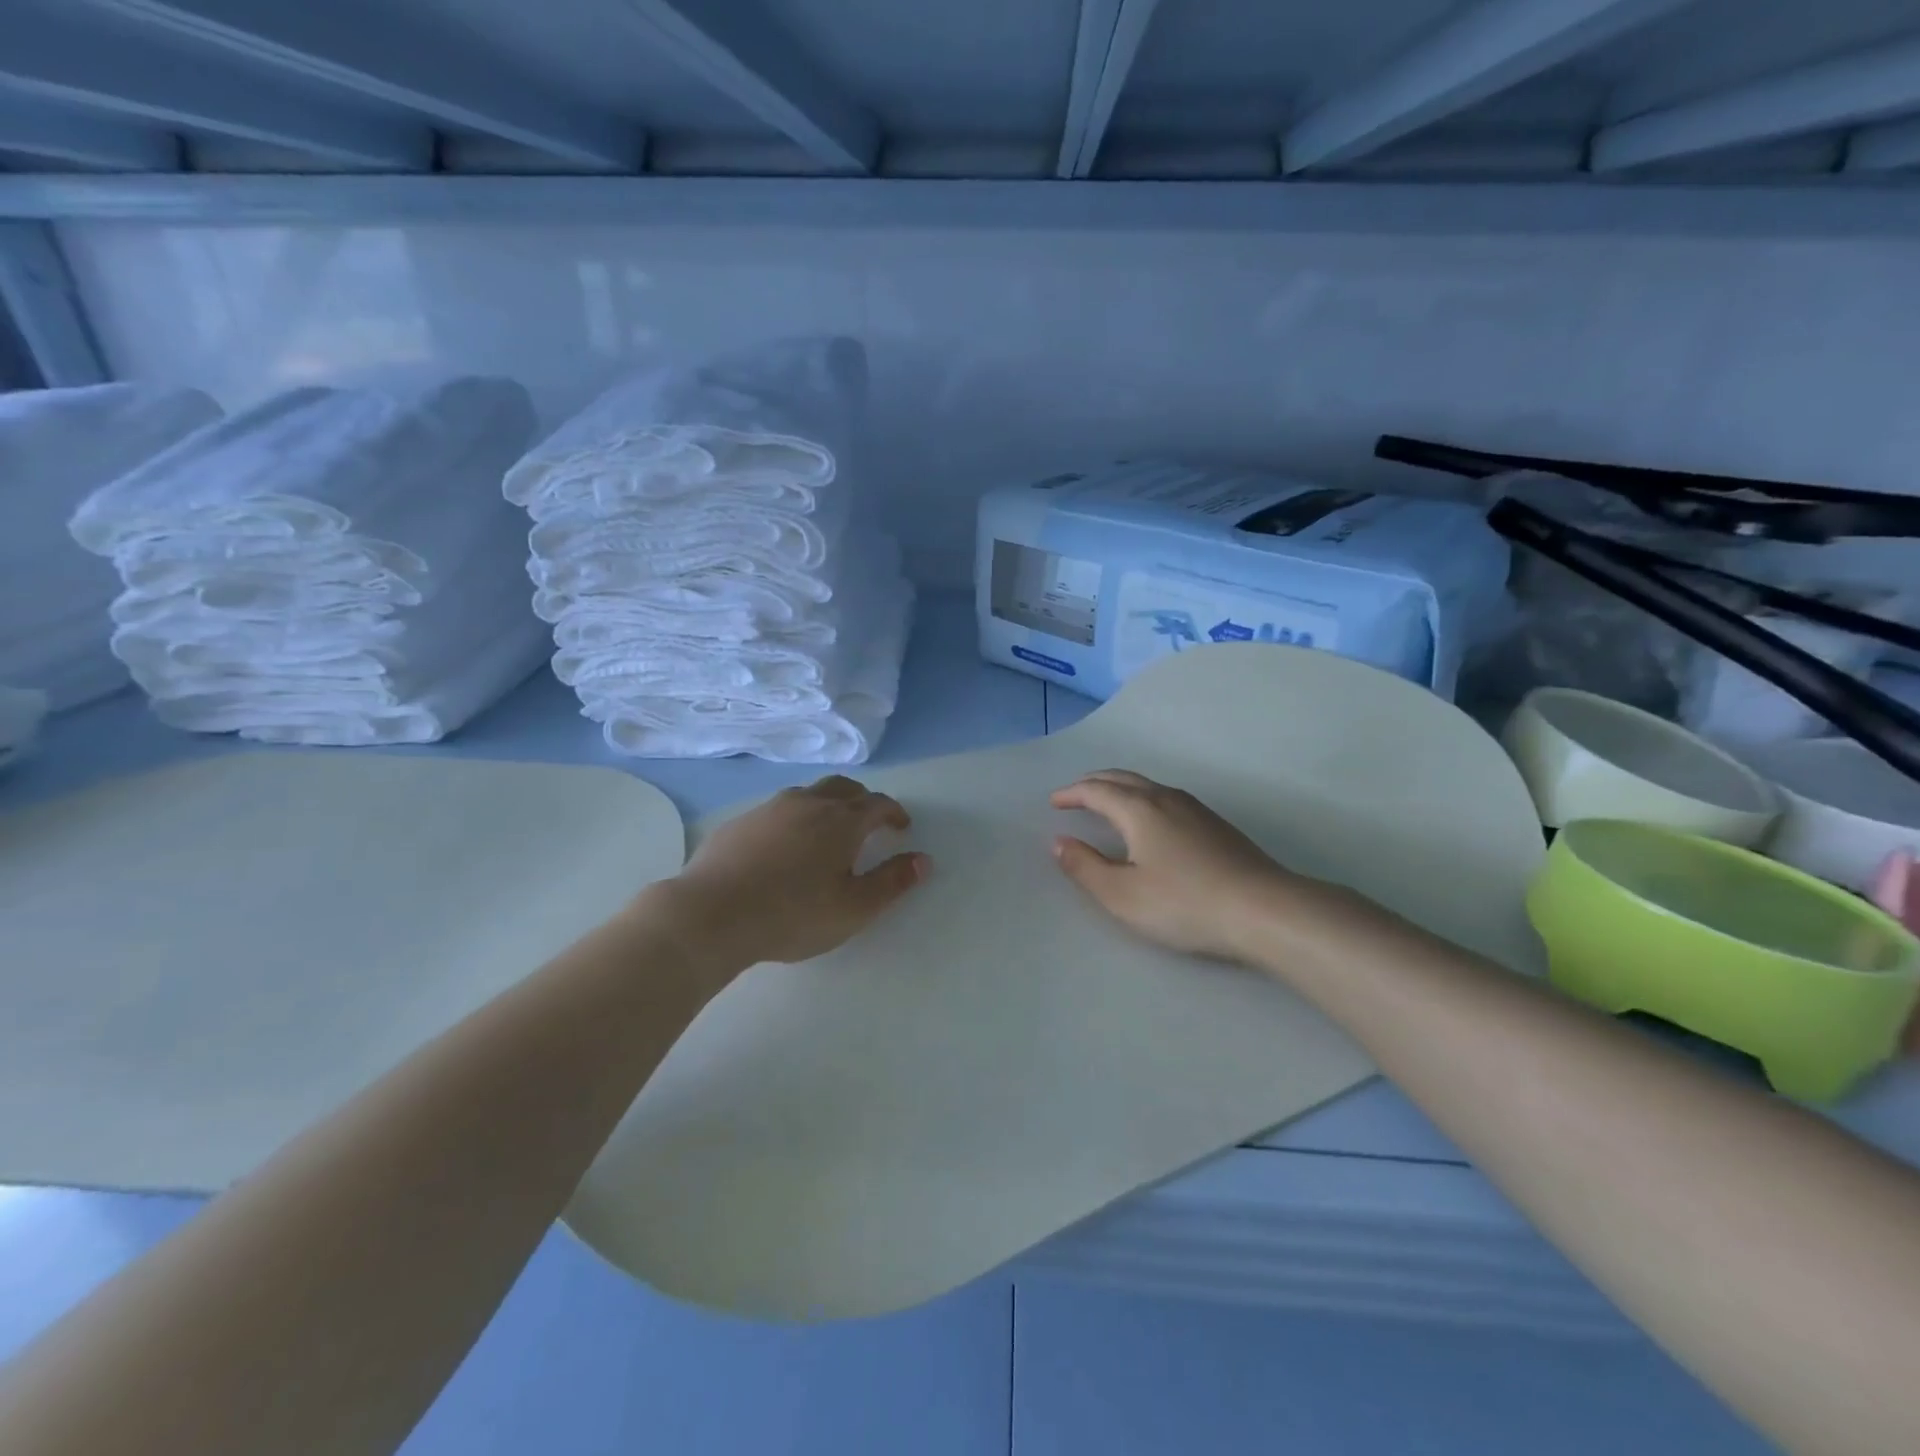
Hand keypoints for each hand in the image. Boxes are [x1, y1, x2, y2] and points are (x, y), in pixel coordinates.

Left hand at [655, 775, 929, 968]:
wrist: (712, 914)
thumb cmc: (793, 914)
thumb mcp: (854, 908)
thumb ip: (892, 882)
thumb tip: (923, 860)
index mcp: (841, 821)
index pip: (877, 804)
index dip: (894, 813)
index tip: (901, 827)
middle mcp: (808, 803)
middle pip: (843, 788)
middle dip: (862, 800)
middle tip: (869, 821)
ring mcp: (770, 809)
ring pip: (808, 794)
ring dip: (826, 804)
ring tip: (827, 830)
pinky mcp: (740, 822)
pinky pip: (778, 810)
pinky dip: (794, 818)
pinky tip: (783, 845)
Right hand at [1050, 769, 1357, 964]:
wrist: (1264, 910)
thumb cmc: (1184, 903)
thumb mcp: (1122, 895)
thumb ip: (1085, 867)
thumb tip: (1060, 842)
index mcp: (1139, 809)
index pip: (1096, 791)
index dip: (1072, 794)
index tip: (1054, 802)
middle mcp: (1166, 798)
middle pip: (1123, 778)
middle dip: (1094, 783)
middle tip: (1075, 794)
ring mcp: (1195, 809)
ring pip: (1148, 785)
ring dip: (1120, 788)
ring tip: (1107, 802)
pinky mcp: (1216, 824)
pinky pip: (1166, 797)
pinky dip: (1143, 798)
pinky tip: (1150, 820)